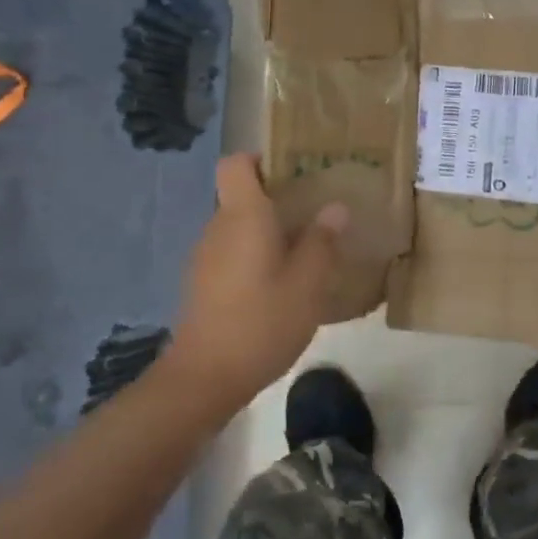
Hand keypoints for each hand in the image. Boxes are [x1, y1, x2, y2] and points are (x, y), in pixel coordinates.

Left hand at [165, 153, 348, 414]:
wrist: (204, 378)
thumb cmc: (261, 321)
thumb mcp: (307, 283)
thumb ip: (322, 241)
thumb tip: (335, 208)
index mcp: (243, 215)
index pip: (236, 164)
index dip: (260, 160)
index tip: (292, 173)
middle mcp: (218, 227)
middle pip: (241, 196)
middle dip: (275, 199)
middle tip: (314, 214)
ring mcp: (205, 257)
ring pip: (237, 227)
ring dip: (266, 232)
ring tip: (303, 252)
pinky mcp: (201, 284)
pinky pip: (231, 253)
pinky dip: (253, 258)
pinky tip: (278, 286)